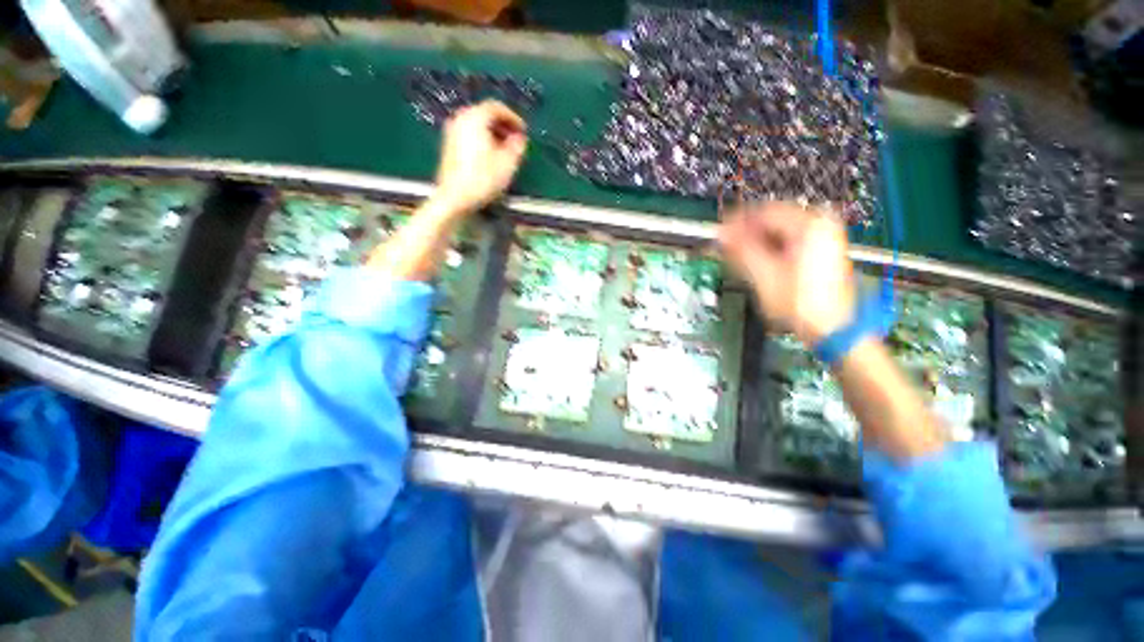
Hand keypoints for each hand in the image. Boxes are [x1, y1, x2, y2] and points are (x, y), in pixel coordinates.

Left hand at [433, 100, 527, 213]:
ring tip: (505, 150)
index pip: (497, 107)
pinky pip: (470, 134)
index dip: (513, 118)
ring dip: (493, 134)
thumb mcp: (508, 163)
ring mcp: (452, 131)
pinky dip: (482, 139)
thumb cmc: (483, 178)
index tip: (523, 131)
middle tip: (515, 140)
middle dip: (503, 125)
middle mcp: (461, 119)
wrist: (455, 196)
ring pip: (477, 125)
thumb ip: (517, 146)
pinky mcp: (449, 145)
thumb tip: (520, 138)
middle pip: (485, 114)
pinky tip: (491, 156)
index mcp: (475, 118)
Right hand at [717, 202, 855, 345]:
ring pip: (777, 233)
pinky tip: (754, 262)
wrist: (832, 328)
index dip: (738, 221)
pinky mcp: (819, 252)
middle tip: (725, 246)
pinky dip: (768, 250)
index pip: (764, 212)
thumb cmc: (800, 303)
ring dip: (754, 243)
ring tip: (736, 256)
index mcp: (810, 226)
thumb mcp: (764, 275)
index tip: (720, 232)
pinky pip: (786, 243)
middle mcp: (820, 225)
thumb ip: (741, 250)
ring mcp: (822, 239)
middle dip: (746, 234)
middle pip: (772, 222)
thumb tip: (721, 233)